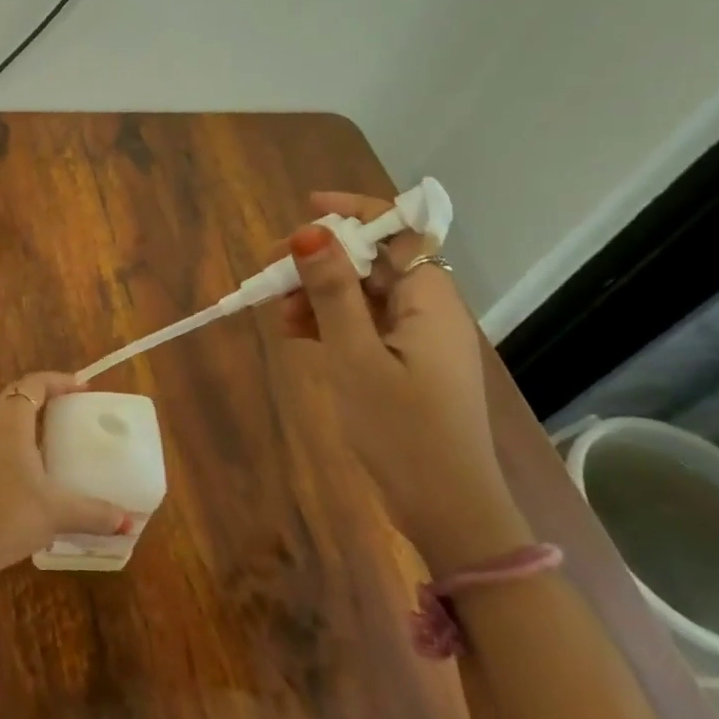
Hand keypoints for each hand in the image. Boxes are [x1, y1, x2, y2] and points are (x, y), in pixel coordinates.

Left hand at [0, 372, 131, 581]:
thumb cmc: (7, 516)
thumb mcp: (56, 513)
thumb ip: (94, 513)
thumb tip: (127, 521)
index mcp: (8, 422)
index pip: (33, 384)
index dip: (58, 381)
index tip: (82, 388)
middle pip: (15, 397)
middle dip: (43, 398)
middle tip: (71, 410)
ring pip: (1, 419)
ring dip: (26, 421)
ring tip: (55, 438)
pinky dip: (14, 443)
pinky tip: (31, 471)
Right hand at [277, 193, 529, 574]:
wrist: (446, 508)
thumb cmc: (401, 430)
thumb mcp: (355, 356)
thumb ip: (332, 292)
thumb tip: (308, 231)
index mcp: (429, 299)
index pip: (397, 231)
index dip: (352, 212)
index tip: (304, 209)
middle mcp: (429, 310)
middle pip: (374, 262)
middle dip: (322, 261)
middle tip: (272, 275)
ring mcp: (419, 339)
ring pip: (364, 295)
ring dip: (320, 295)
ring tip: (280, 316)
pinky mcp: (408, 364)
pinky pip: (366, 325)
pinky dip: (331, 322)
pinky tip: (298, 335)